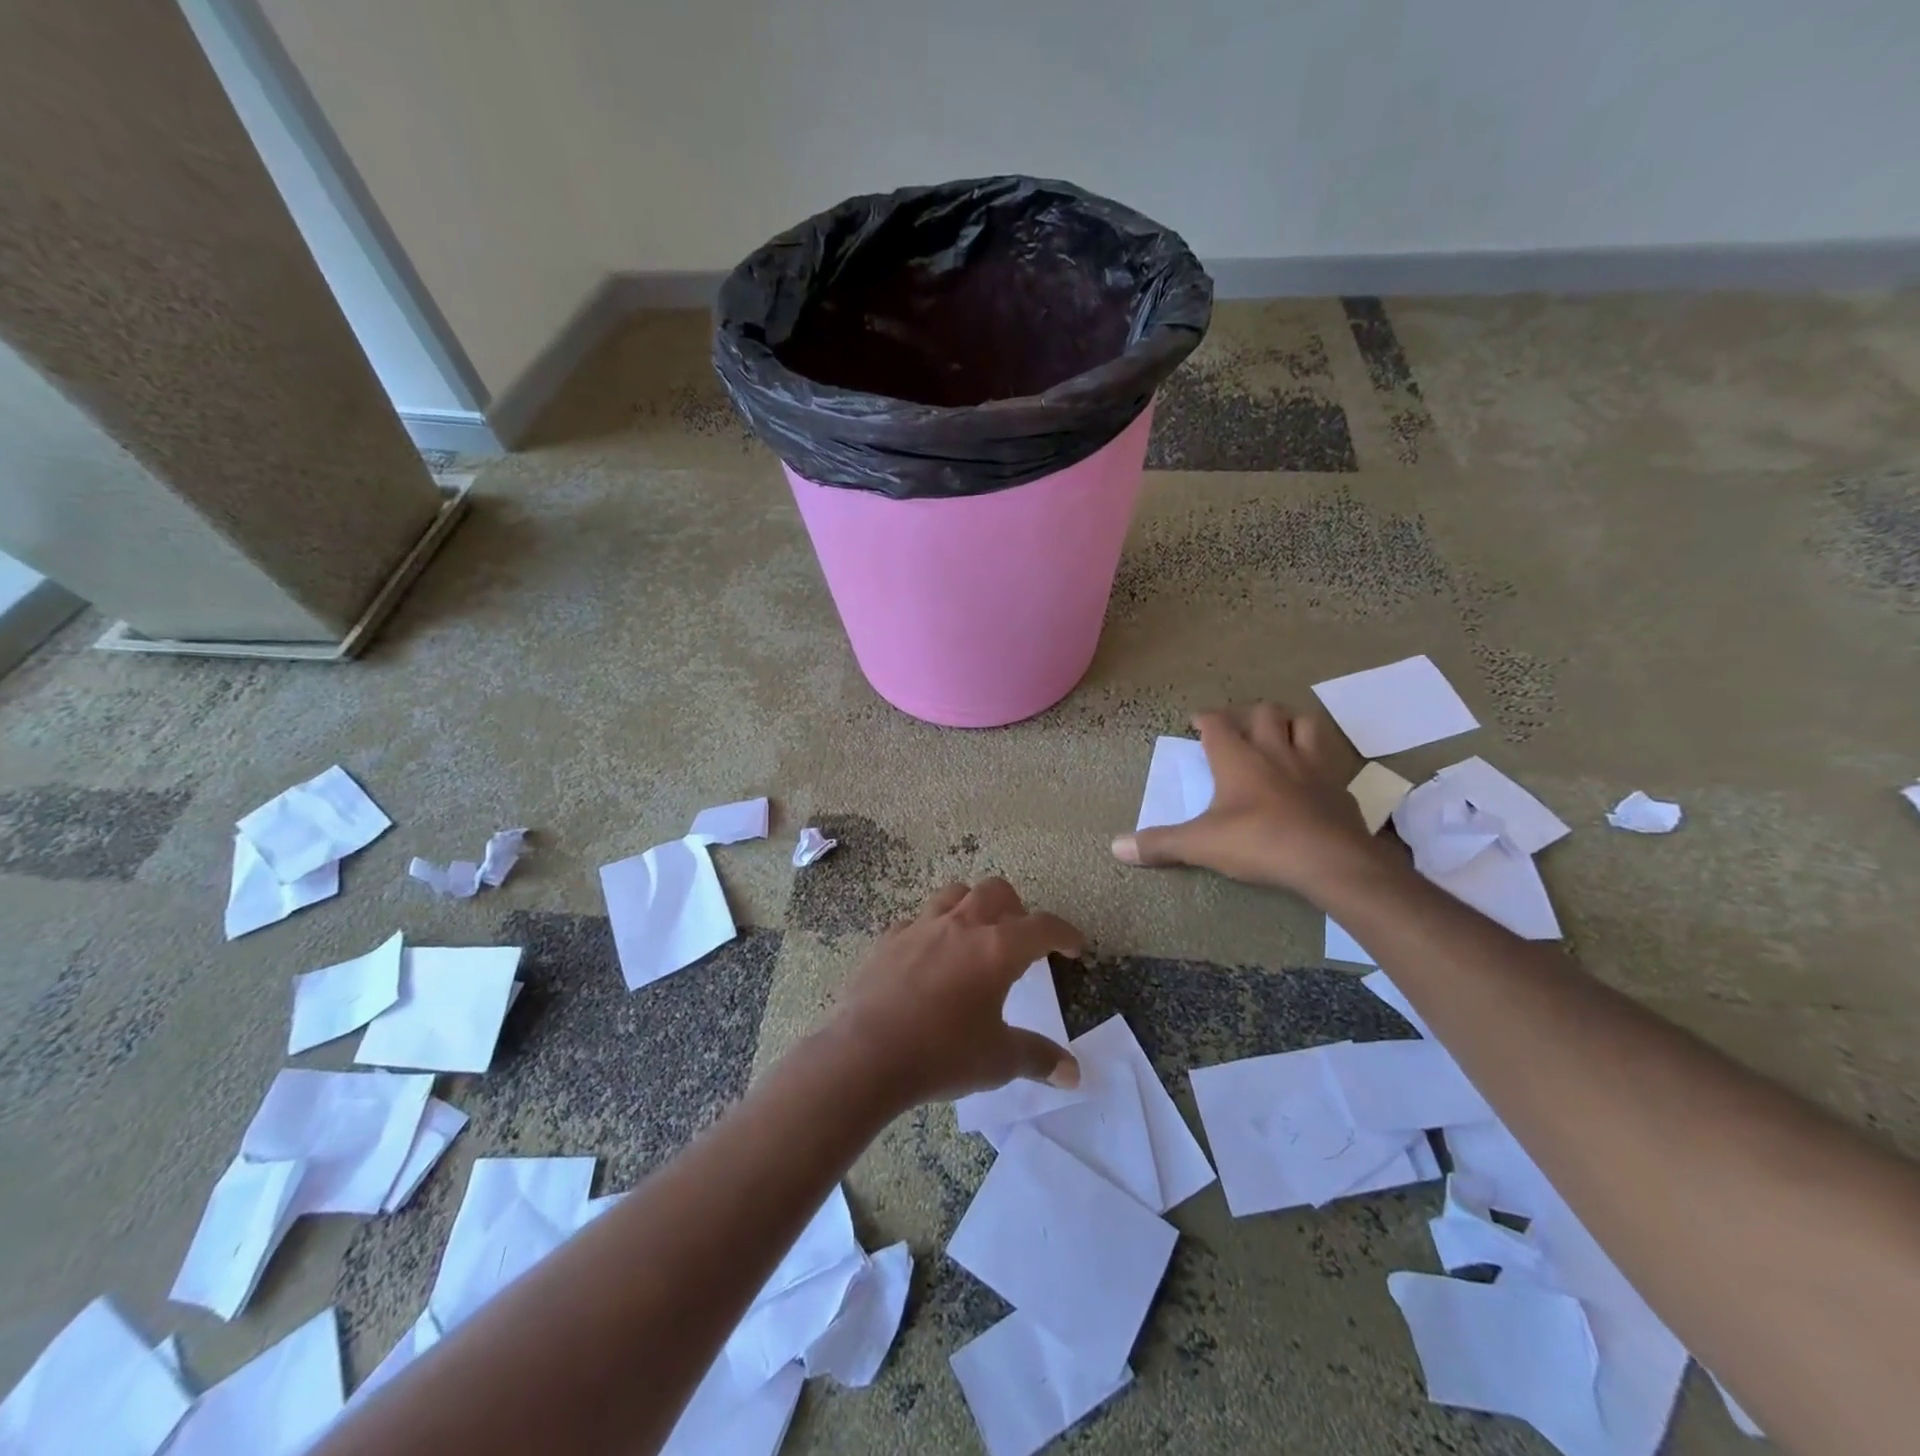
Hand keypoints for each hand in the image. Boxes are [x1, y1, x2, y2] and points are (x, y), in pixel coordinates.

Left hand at [829, 878, 1086, 1106]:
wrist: (866, 1054)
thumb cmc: (942, 1054)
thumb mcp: (998, 1060)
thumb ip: (1038, 1059)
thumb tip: (1073, 1073)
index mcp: (997, 949)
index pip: (1043, 927)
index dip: (1065, 933)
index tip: (1074, 947)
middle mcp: (962, 926)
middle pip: (996, 891)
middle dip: (1016, 907)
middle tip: (1020, 938)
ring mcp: (921, 927)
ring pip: (954, 893)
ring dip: (973, 906)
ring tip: (976, 934)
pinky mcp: (888, 940)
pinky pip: (916, 921)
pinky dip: (930, 930)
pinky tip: (928, 956)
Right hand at [1110, 704, 1389, 901]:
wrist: (1329, 859)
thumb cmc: (1259, 842)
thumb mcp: (1201, 845)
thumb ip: (1160, 844)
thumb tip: (1115, 847)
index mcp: (1238, 758)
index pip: (1217, 723)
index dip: (1205, 718)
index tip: (1196, 721)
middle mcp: (1275, 751)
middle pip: (1264, 712)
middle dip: (1248, 714)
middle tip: (1237, 727)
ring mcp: (1312, 765)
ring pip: (1304, 724)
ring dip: (1289, 723)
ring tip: (1278, 736)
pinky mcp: (1338, 786)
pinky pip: (1329, 761)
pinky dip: (1317, 761)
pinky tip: (1311, 777)